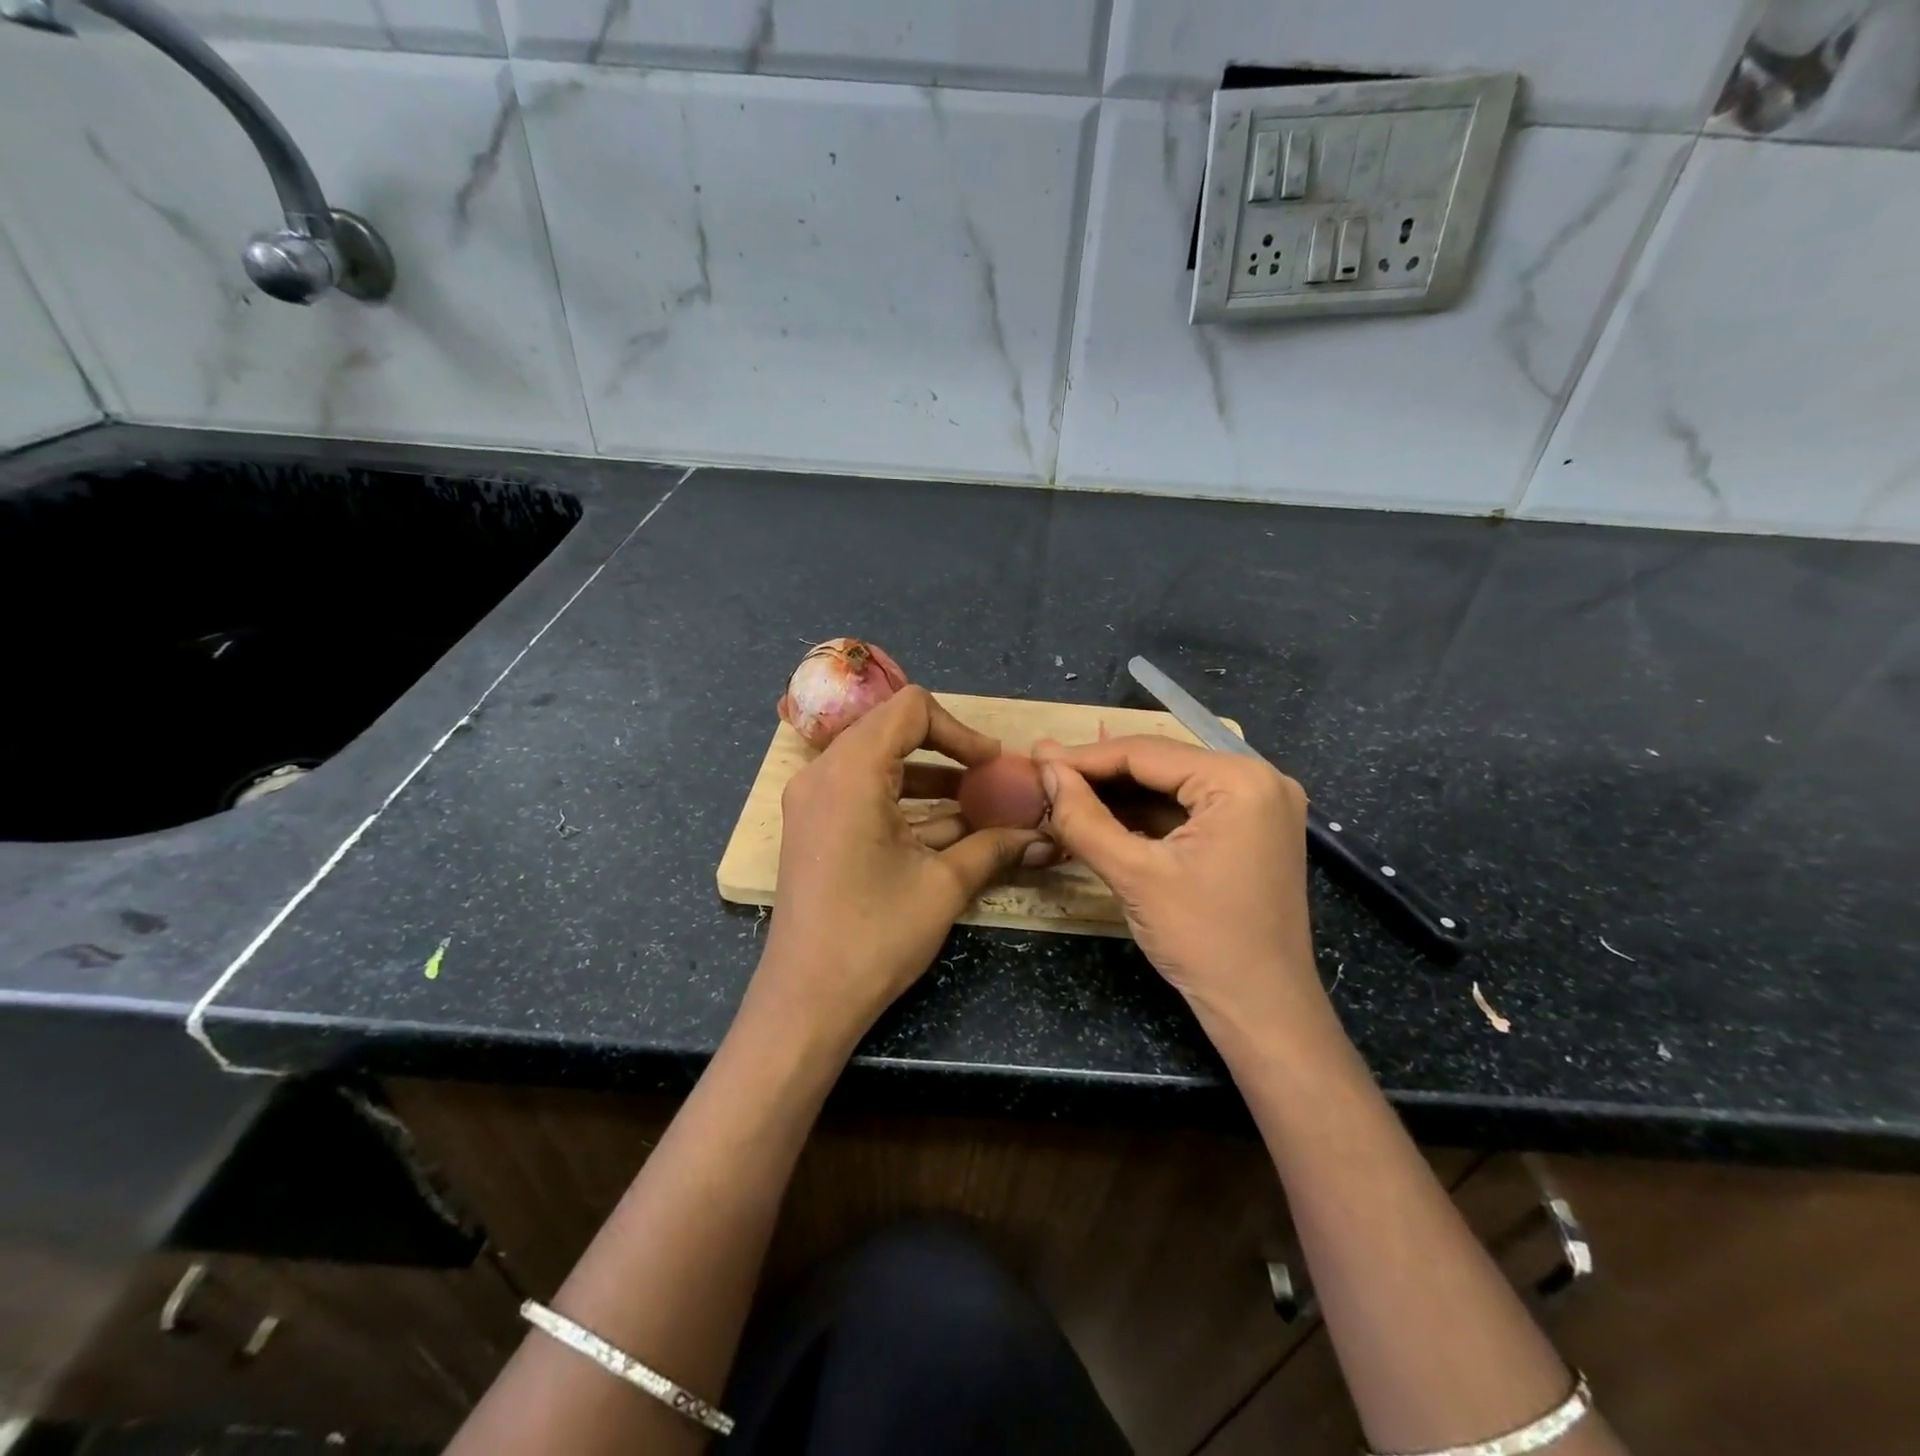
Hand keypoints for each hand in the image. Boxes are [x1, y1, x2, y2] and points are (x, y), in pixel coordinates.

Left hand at [755, 687, 1048, 1050]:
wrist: (807, 1000)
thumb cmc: (876, 935)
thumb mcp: (944, 885)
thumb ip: (995, 847)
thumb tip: (1043, 835)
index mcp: (851, 771)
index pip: (910, 710)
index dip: (960, 730)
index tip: (992, 765)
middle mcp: (824, 774)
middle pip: (892, 729)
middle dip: (947, 750)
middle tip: (988, 779)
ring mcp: (814, 801)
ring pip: (880, 763)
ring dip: (930, 779)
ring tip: (978, 807)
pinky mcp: (816, 827)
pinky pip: (864, 793)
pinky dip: (906, 803)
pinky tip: (948, 831)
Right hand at [1034, 736, 1322, 1039]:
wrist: (1263, 1010)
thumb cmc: (1203, 940)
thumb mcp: (1134, 876)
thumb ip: (1084, 818)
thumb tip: (1047, 770)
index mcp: (1240, 780)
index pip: (1147, 753)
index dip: (1085, 757)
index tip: (1037, 759)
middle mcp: (1259, 780)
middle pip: (1161, 765)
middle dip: (1101, 774)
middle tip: (1046, 772)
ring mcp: (1260, 806)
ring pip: (1172, 786)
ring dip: (1120, 794)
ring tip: (1065, 792)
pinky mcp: (1252, 831)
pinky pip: (1188, 810)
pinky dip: (1146, 815)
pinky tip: (1104, 816)